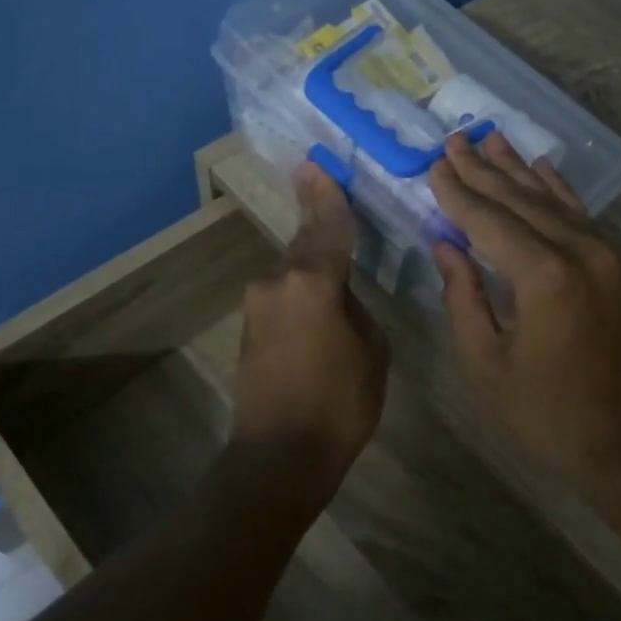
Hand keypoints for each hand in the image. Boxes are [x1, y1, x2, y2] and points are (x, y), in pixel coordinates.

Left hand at [229, 163, 388, 506]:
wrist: (278, 457)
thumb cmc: (339, 404)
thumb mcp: (372, 352)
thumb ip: (357, 310)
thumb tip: (341, 298)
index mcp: (313, 282)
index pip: (326, 226)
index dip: (326, 195)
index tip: (315, 163)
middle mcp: (278, 283)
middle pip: (304, 243)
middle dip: (316, 221)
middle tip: (325, 192)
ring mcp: (258, 306)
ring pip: (292, 272)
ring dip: (312, 267)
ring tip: (337, 270)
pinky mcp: (248, 329)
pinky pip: (283, 297)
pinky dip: (301, 294)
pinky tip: (318, 308)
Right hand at [428, 132, 620, 472]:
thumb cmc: (547, 413)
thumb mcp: (487, 364)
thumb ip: (463, 297)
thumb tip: (446, 245)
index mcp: (543, 277)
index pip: (488, 220)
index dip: (457, 193)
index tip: (434, 164)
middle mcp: (578, 252)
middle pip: (520, 200)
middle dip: (483, 170)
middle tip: (454, 139)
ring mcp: (604, 255)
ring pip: (551, 200)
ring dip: (517, 169)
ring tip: (489, 138)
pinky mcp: (615, 266)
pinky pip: (580, 216)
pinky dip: (557, 189)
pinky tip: (540, 167)